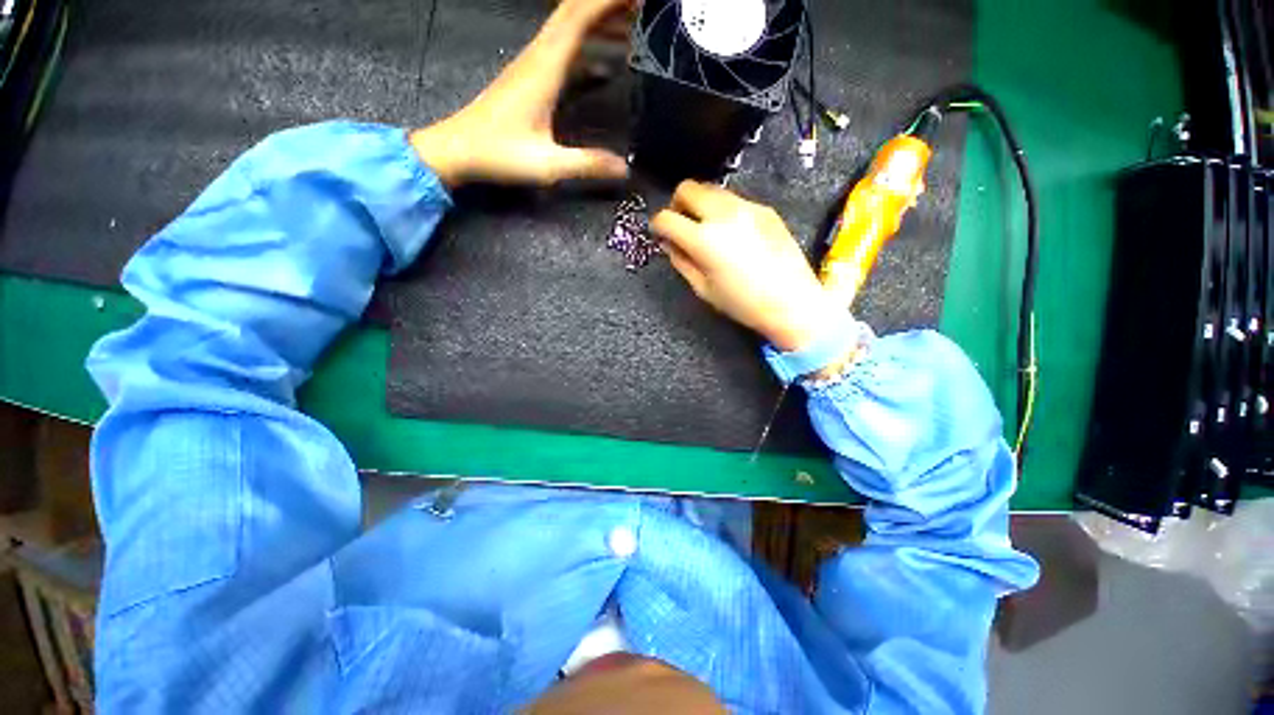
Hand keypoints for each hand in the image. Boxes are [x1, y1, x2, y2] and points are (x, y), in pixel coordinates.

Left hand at [410, 0, 633, 187]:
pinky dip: (587, 41)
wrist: (457, 149)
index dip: (608, 1)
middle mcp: (538, 56)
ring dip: (600, 19)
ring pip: (568, 25)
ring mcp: (532, 63)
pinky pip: (563, 45)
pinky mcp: (529, 75)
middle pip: (574, 12)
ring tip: (633, 24)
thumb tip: (625, 167)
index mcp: (544, 68)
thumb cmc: (499, 154)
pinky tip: (607, 60)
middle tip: (642, 7)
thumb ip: (587, 164)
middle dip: (608, 4)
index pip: (578, 17)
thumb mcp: (547, 165)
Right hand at [651, 181, 842, 351]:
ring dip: (701, 204)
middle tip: (681, 224)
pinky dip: (724, 210)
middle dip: (677, 204)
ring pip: (712, 189)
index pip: (667, 218)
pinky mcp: (765, 209)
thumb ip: (681, 261)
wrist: (792, 301)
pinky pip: (735, 200)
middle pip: (688, 188)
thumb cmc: (743, 303)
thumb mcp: (703, 288)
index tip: (659, 232)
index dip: (657, 225)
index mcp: (704, 239)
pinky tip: (733, 233)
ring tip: (707, 228)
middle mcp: (723, 214)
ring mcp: (747, 207)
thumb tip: (669, 244)